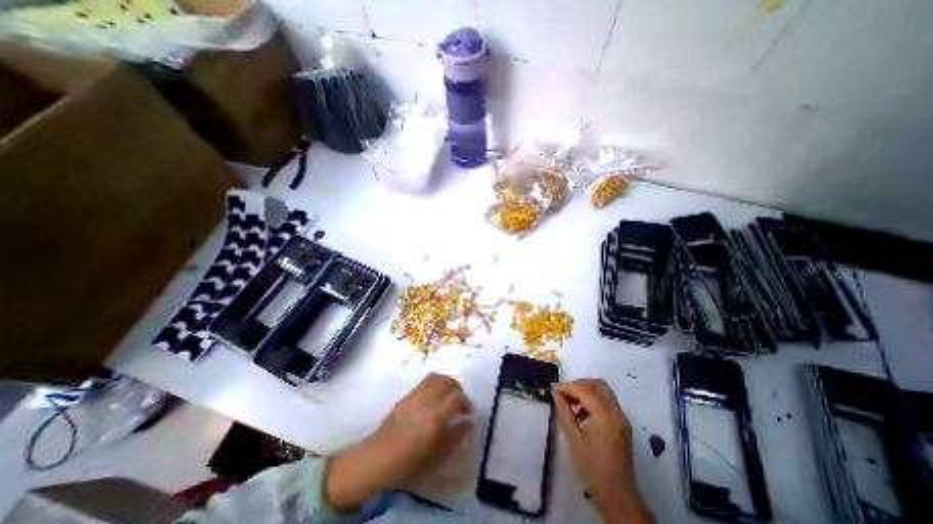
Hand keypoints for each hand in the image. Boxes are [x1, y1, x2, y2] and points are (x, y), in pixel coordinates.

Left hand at [328, 375, 475, 513]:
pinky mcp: (406, 395)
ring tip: (448, 394)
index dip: (465, 400)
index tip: (468, 411)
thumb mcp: (436, 455)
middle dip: (457, 388)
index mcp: (434, 415)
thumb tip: (469, 422)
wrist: (376, 458)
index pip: (455, 396)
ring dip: (446, 382)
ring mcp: (414, 395)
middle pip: (446, 381)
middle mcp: (425, 399)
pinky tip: (434, 397)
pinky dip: (435, 383)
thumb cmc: (408, 462)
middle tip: (460, 400)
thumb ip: (455, 436)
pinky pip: (425, 382)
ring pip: (435, 377)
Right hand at [553, 379, 650, 522]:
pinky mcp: (622, 424)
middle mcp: (616, 412)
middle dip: (579, 384)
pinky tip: (581, 413)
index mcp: (605, 416)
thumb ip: (564, 412)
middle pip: (598, 385)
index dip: (568, 386)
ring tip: (570, 402)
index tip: (553, 389)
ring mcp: (621, 418)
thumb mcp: (574, 439)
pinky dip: (593, 399)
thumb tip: (557, 394)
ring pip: (603, 391)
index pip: (585, 390)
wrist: (618, 495)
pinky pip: (607, 402)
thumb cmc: (592, 468)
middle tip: (564, 392)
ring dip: (586, 391)